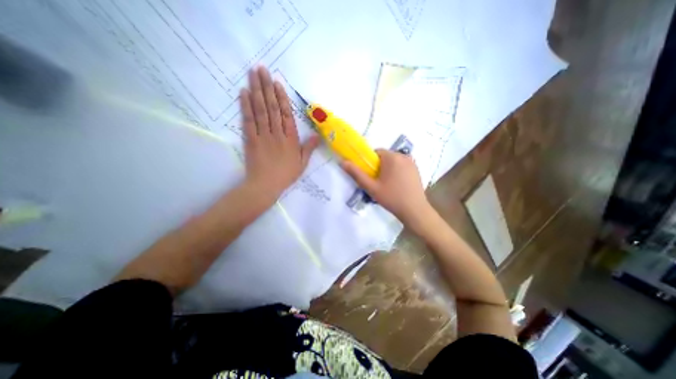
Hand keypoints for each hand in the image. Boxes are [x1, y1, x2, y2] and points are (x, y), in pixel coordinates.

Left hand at [239, 66, 319, 199]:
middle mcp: (277, 133)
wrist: (266, 185)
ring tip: (253, 74)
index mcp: (290, 139)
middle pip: (272, 107)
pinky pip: (248, 120)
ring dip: (256, 91)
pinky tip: (243, 93)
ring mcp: (262, 135)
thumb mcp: (302, 164)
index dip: (282, 98)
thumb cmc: (286, 175)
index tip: (277, 83)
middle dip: (267, 87)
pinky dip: (245, 106)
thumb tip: (318, 136)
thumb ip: (309, 148)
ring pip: (260, 110)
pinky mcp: (250, 139)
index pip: (287, 115)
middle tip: (262, 69)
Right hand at [341, 150, 429, 223]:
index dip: (370, 162)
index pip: (376, 152)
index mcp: (392, 157)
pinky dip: (397, 171)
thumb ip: (357, 174)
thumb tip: (343, 162)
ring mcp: (412, 162)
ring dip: (388, 169)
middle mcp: (403, 155)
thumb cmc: (391, 198)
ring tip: (388, 184)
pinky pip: (402, 166)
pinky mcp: (416, 169)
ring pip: (394, 161)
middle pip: (385, 156)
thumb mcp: (371, 187)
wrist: (414, 210)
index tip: (370, 175)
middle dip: (379, 166)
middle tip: (377, 182)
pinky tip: (397, 185)